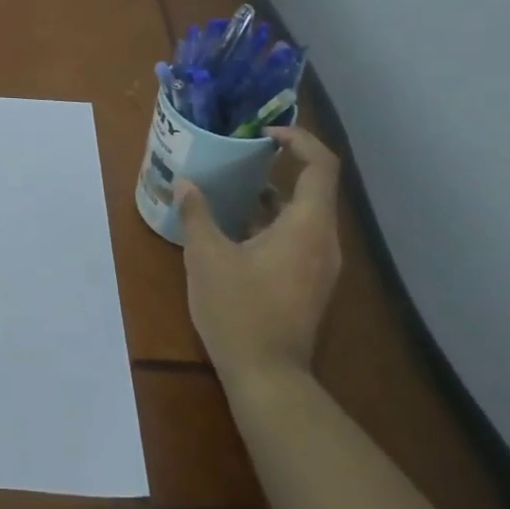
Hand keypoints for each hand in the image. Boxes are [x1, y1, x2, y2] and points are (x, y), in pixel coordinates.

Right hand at [177, 125, 342, 398]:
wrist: (268, 376)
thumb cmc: (239, 310)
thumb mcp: (207, 257)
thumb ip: (197, 215)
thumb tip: (185, 184)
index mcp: (307, 227)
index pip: (321, 166)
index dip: (300, 140)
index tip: (266, 132)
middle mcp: (324, 241)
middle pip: (314, 188)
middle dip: (282, 165)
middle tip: (243, 153)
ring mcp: (321, 266)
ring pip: (304, 215)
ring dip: (274, 196)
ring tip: (235, 186)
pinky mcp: (310, 283)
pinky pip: (299, 237)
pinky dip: (275, 222)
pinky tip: (238, 228)